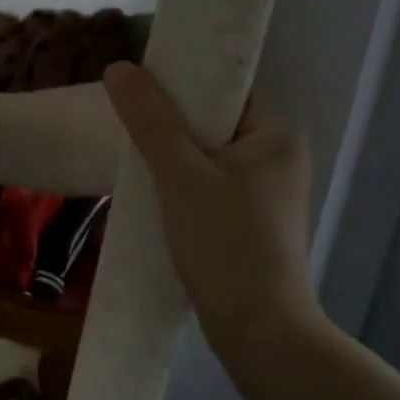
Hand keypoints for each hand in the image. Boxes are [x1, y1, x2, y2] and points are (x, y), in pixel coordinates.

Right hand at [102, 62, 316, 350]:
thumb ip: (150, 120)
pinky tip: (155, 194)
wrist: (259, 333)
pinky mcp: (256, 227)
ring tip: (135, 155)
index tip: (141, 84)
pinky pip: (213, 188)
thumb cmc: (225, 243)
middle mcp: (281, 160)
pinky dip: (185, 186)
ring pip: (210, 159)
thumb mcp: (180, 175)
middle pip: (215, 125)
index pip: (226, 92)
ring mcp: (270, 196)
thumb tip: (118, 67)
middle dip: (172, 124)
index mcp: (276, 137)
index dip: (183, 83)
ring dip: (175, 158)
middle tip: (129, 121)